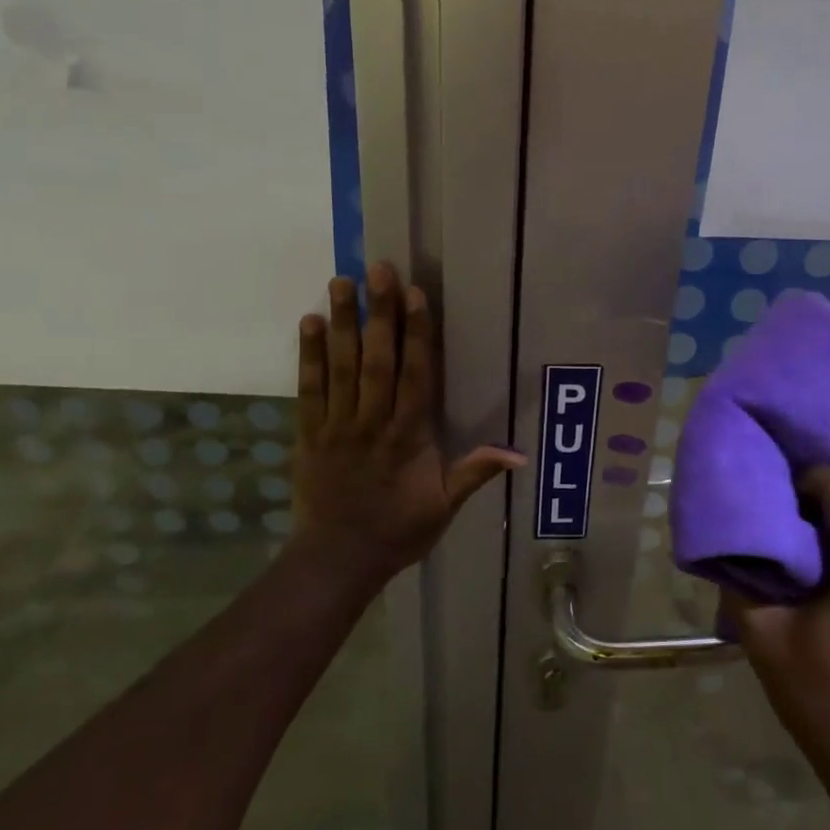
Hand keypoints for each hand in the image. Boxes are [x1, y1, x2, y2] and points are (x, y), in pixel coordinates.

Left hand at [292, 262, 525, 585]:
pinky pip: (309, 389)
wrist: (337, 559)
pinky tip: (310, 322)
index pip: (415, 375)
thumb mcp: (444, 507)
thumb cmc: (397, 530)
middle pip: (376, 360)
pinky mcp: (310, 433)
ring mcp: (337, 425)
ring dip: (342, 323)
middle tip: (378, 270)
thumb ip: (476, 473)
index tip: (415, 295)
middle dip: (379, 313)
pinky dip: (309, 356)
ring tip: (343, 281)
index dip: (416, 333)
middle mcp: (372, 422)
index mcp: (408, 436)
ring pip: (340, 367)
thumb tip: (520, 454)